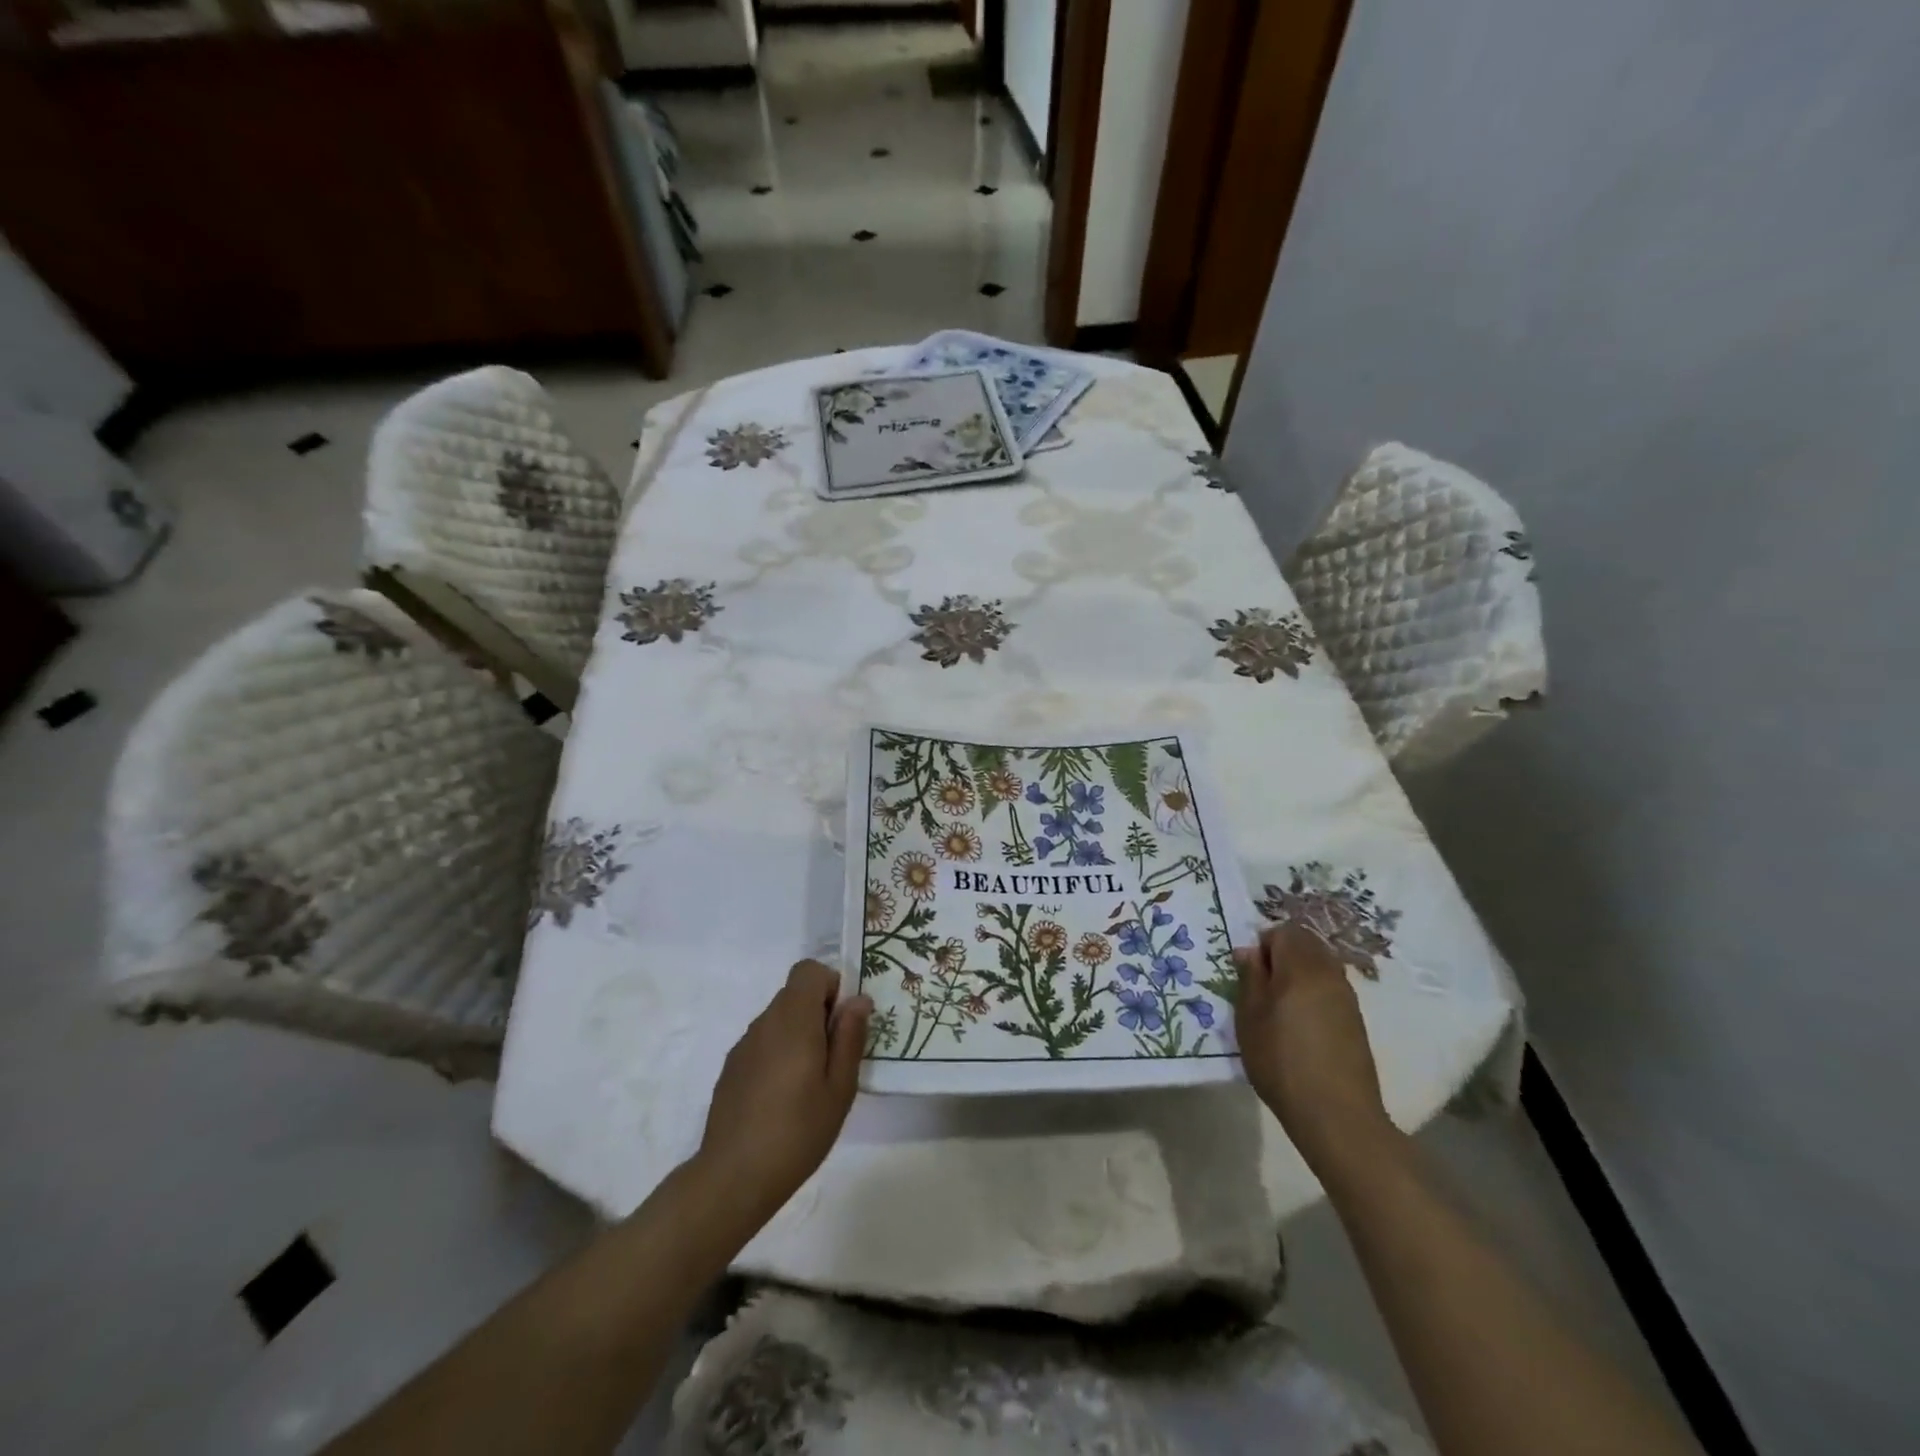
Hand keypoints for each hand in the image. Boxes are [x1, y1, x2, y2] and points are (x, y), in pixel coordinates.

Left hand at [696, 960, 870, 1222]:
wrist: (733, 1177)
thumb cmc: (797, 1131)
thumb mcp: (839, 1087)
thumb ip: (849, 1037)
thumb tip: (858, 1000)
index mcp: (793, 1019)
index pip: (809, 971)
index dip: (831, 986)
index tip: (843, 1022)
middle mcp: (765, 1022)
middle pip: (795, 994)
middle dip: (819, 1013)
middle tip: (834, 1057)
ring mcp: (744, 1044)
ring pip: (779, 1019)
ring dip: (799, 1034)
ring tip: (811, 1082)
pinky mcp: (731, 1067)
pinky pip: (763, 1042)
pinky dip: (779, 1053)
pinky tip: (783, 1097)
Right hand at [1235, 923, 1392, 1172]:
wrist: (1336, 1115)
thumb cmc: (1282, 1061)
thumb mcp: (1250, 1017)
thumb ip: (1250, 977)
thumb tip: (1249, 951)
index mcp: (1302, 967)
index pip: (1285, 931)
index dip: (1264, 945)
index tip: (1251, 973)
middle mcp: (1330, 974)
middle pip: (1306, 944)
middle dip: (1282, 955)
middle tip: (1262, 987)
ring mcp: (1347, 998)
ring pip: (1320, 965)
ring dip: (1299, 974)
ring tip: (1279, 1008)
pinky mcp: (1356, 1021)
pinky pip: (1330, 989)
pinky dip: (1313, 993)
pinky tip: (1301, 1026)